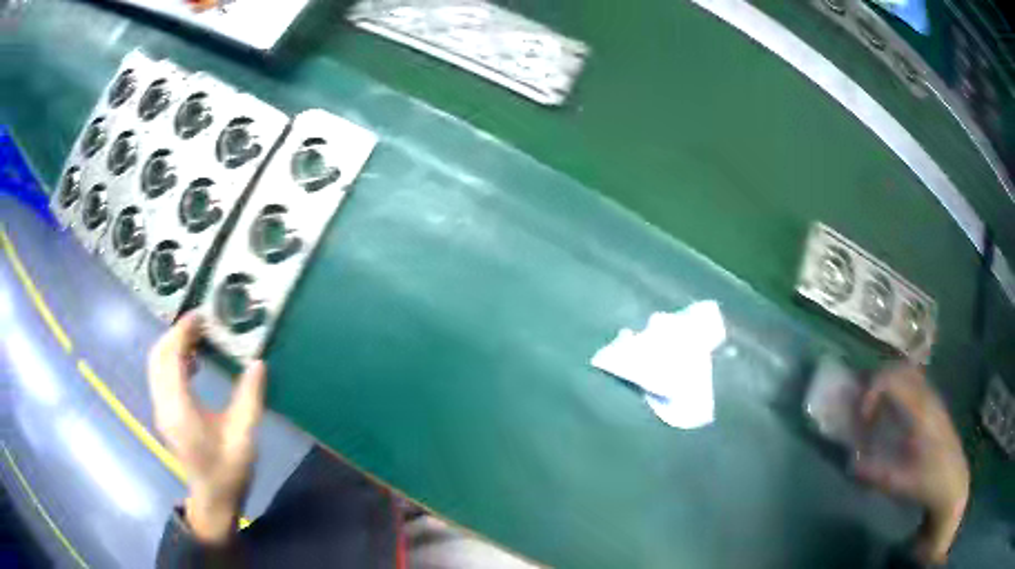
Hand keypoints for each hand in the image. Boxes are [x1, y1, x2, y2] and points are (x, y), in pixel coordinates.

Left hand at [148, 312, 266, 544]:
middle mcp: (164, 405)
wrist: (213, 498)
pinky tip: (192, 362)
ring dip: (173, 345)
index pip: (171, 358)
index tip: (200, 316)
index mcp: (180, 410)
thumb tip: (257, 363)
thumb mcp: (244, 437)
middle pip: (158, 356)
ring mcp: (161, 409)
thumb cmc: (229, 470)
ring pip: (156, 364)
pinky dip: (172, 359)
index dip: (182, 332)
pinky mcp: (164, 412)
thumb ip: (249, 399)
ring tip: (198, 337)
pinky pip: (160, 375)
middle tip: (201, 323)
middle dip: (175, 333)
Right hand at [854, 364, 968, 564]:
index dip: (872, 391)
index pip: (893, 380)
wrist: (953, 483)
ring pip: (909, 373)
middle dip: (878, 382)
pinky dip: (898, 390)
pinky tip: (892, 415)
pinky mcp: (935, 406)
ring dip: (888, 385)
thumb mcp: (900, 484)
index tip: (862, 417)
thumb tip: (851, 463)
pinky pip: (914, 384)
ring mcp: (933, 399)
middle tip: (864, 408)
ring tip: (875, 411)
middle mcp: (928, 397)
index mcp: (920, 411)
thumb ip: (875, 473)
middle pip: (901, 369)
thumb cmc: (928, 483)